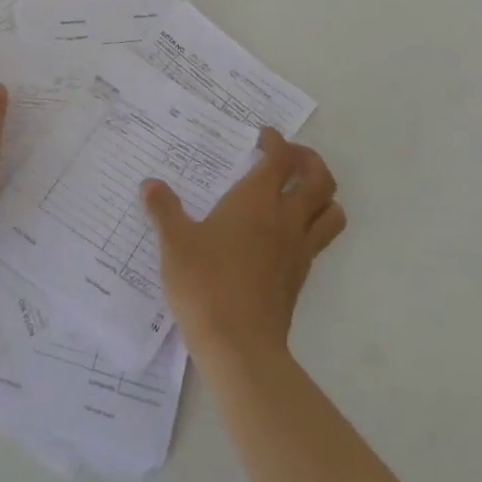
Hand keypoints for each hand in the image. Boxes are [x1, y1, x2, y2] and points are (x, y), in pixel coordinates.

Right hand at [142, 128, 344, 359]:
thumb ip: (164, 210)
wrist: (239, 345)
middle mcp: (285, 218)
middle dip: (309, 160)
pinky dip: (315, 223)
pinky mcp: (301, 275)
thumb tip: (150, 184)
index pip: (280, 158)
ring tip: (301, 190)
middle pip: (319, 178)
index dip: (275, 141)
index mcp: (256, 201)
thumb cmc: (205, 284)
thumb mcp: (175, 244)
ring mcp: (299, 248)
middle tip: (289, 157)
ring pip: (331, 209)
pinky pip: (321, 239)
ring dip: (323, 193)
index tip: (263, 137)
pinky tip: (288, 231)